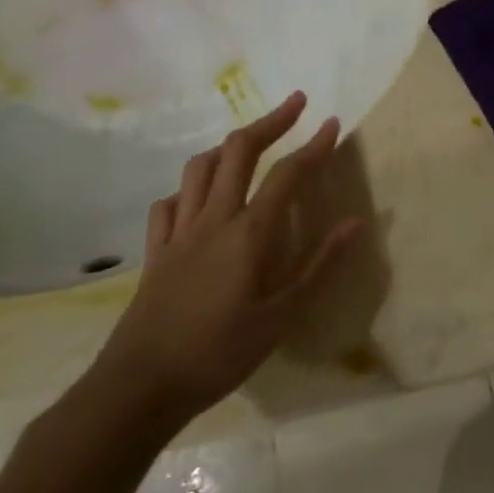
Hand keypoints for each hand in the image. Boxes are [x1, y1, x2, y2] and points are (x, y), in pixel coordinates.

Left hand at [91, 92, 359, 429]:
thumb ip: (318, 266)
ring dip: (229, 146)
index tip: (333, 123)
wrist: (138, 387)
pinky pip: (170, 203)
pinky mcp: (155, 252)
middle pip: (238, 151)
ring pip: (199, 168)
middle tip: (296, 105)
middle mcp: (212, 220)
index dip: (313, 146)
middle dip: (270, 121)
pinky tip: (201, 198)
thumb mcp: (281, 317)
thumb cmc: (218, 354)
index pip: (287, 174)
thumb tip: (354, 223)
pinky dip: (190, 188)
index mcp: (247, 234)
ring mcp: (178, 233)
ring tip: (251, 143)